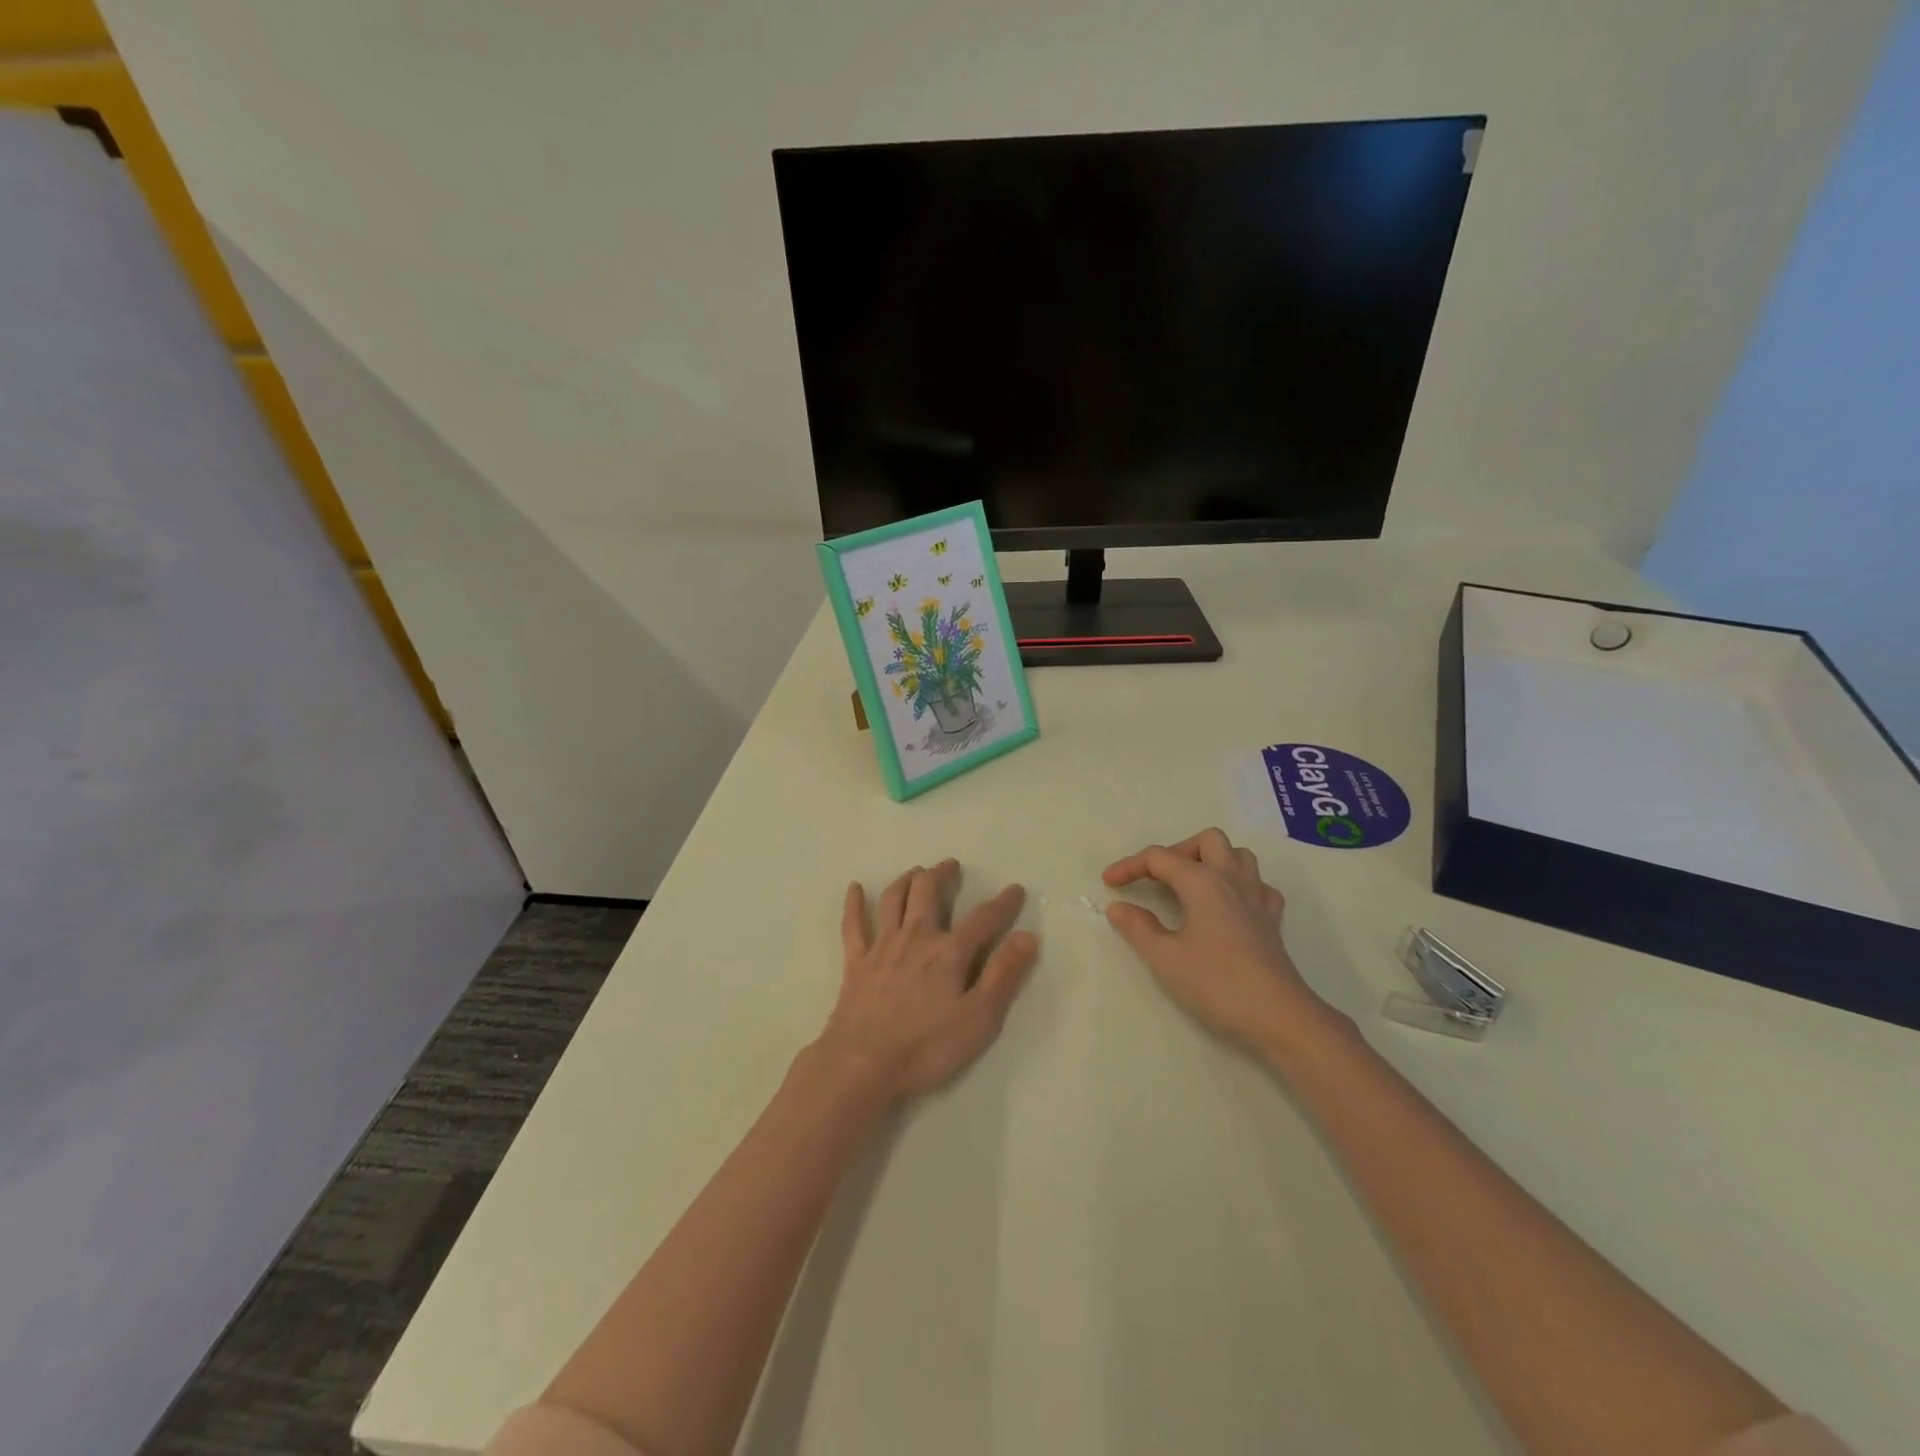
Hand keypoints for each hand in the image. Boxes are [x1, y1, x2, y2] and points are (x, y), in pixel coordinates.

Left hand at [815, 859, 1038, 1103]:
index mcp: (949, 952)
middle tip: (951, 865)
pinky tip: (856, 888)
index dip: (1002, 903)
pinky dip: (854, 903)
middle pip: (928, 892)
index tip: (1015, 889)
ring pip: (894, 899)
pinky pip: (853, 924)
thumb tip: (1027, 936)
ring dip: (906, 880)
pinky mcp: (856, 962)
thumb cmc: (926, 1047)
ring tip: (916, 872)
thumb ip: (1004, 975)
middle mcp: (916, 937)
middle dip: (941, 874)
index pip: (983, 919)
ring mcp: (882, 946)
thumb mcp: (979, 1018)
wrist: (862, 1063)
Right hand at [1103, 829, 1341, 1059]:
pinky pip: (1257, 885)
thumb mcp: (1165, 957)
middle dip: (1177, 852)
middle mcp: (1232, 879)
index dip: (1130, 866)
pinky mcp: (1272, 920)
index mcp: (1202, 882)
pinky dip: (1238, 886)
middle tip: (1156, 879)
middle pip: (1206, 841)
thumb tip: (1118, 907)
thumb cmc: (1217, 983)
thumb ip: (1138, 927)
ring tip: (1189, 886)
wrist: (1278, 1016)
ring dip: (1211, 861)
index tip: (1108, 884)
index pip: (1159, 858)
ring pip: (1238, 856)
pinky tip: (1226, 907)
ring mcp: (1257, 898)